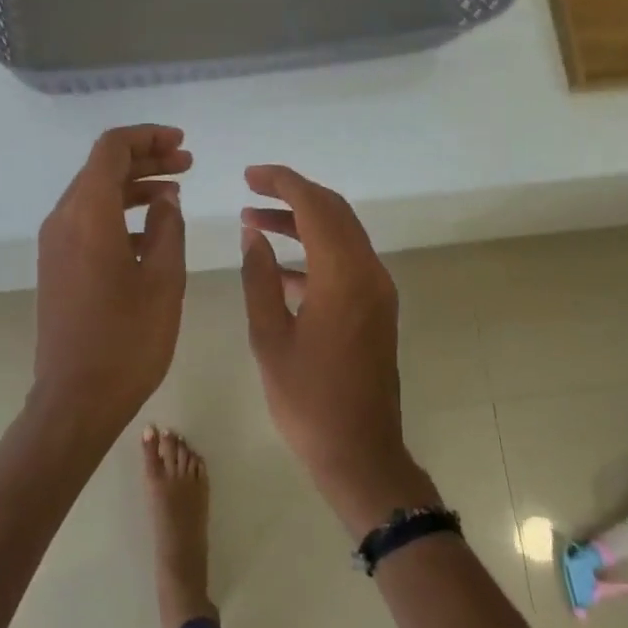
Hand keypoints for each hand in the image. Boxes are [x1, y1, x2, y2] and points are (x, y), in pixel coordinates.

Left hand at [33, 125, 191, 439]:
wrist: (76, 397)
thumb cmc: (127, 340)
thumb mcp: (163, 280)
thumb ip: (168, 228)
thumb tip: (166, 198)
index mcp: (87, 214)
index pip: (111, 149)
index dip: (148, 138)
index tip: (182, 145)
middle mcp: (62, 220)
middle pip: (101, 169)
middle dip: (145, 159)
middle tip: (187, 164)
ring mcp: (54, 245)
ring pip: (93, 195)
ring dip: (133, 187)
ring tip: (175, 193)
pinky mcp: (56, 266)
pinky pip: (86, 222)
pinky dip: (118, 214)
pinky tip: (151, 233)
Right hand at [240, 165, 437, 537]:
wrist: (360, 452)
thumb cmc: (307, 400)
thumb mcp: (269, 337)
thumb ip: (260, 278)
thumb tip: (254, 233)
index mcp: (343, 277)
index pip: (315, 206)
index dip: (282, 183)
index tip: (249, 175)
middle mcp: (369, 274)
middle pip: (335, 212)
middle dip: (293, 194)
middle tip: (251, 190)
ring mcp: (378, 292)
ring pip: (341, 235)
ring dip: (302, 223)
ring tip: (255, 223)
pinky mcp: (377, 310)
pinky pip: (346, 263)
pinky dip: (314, 252)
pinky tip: (279, 266)